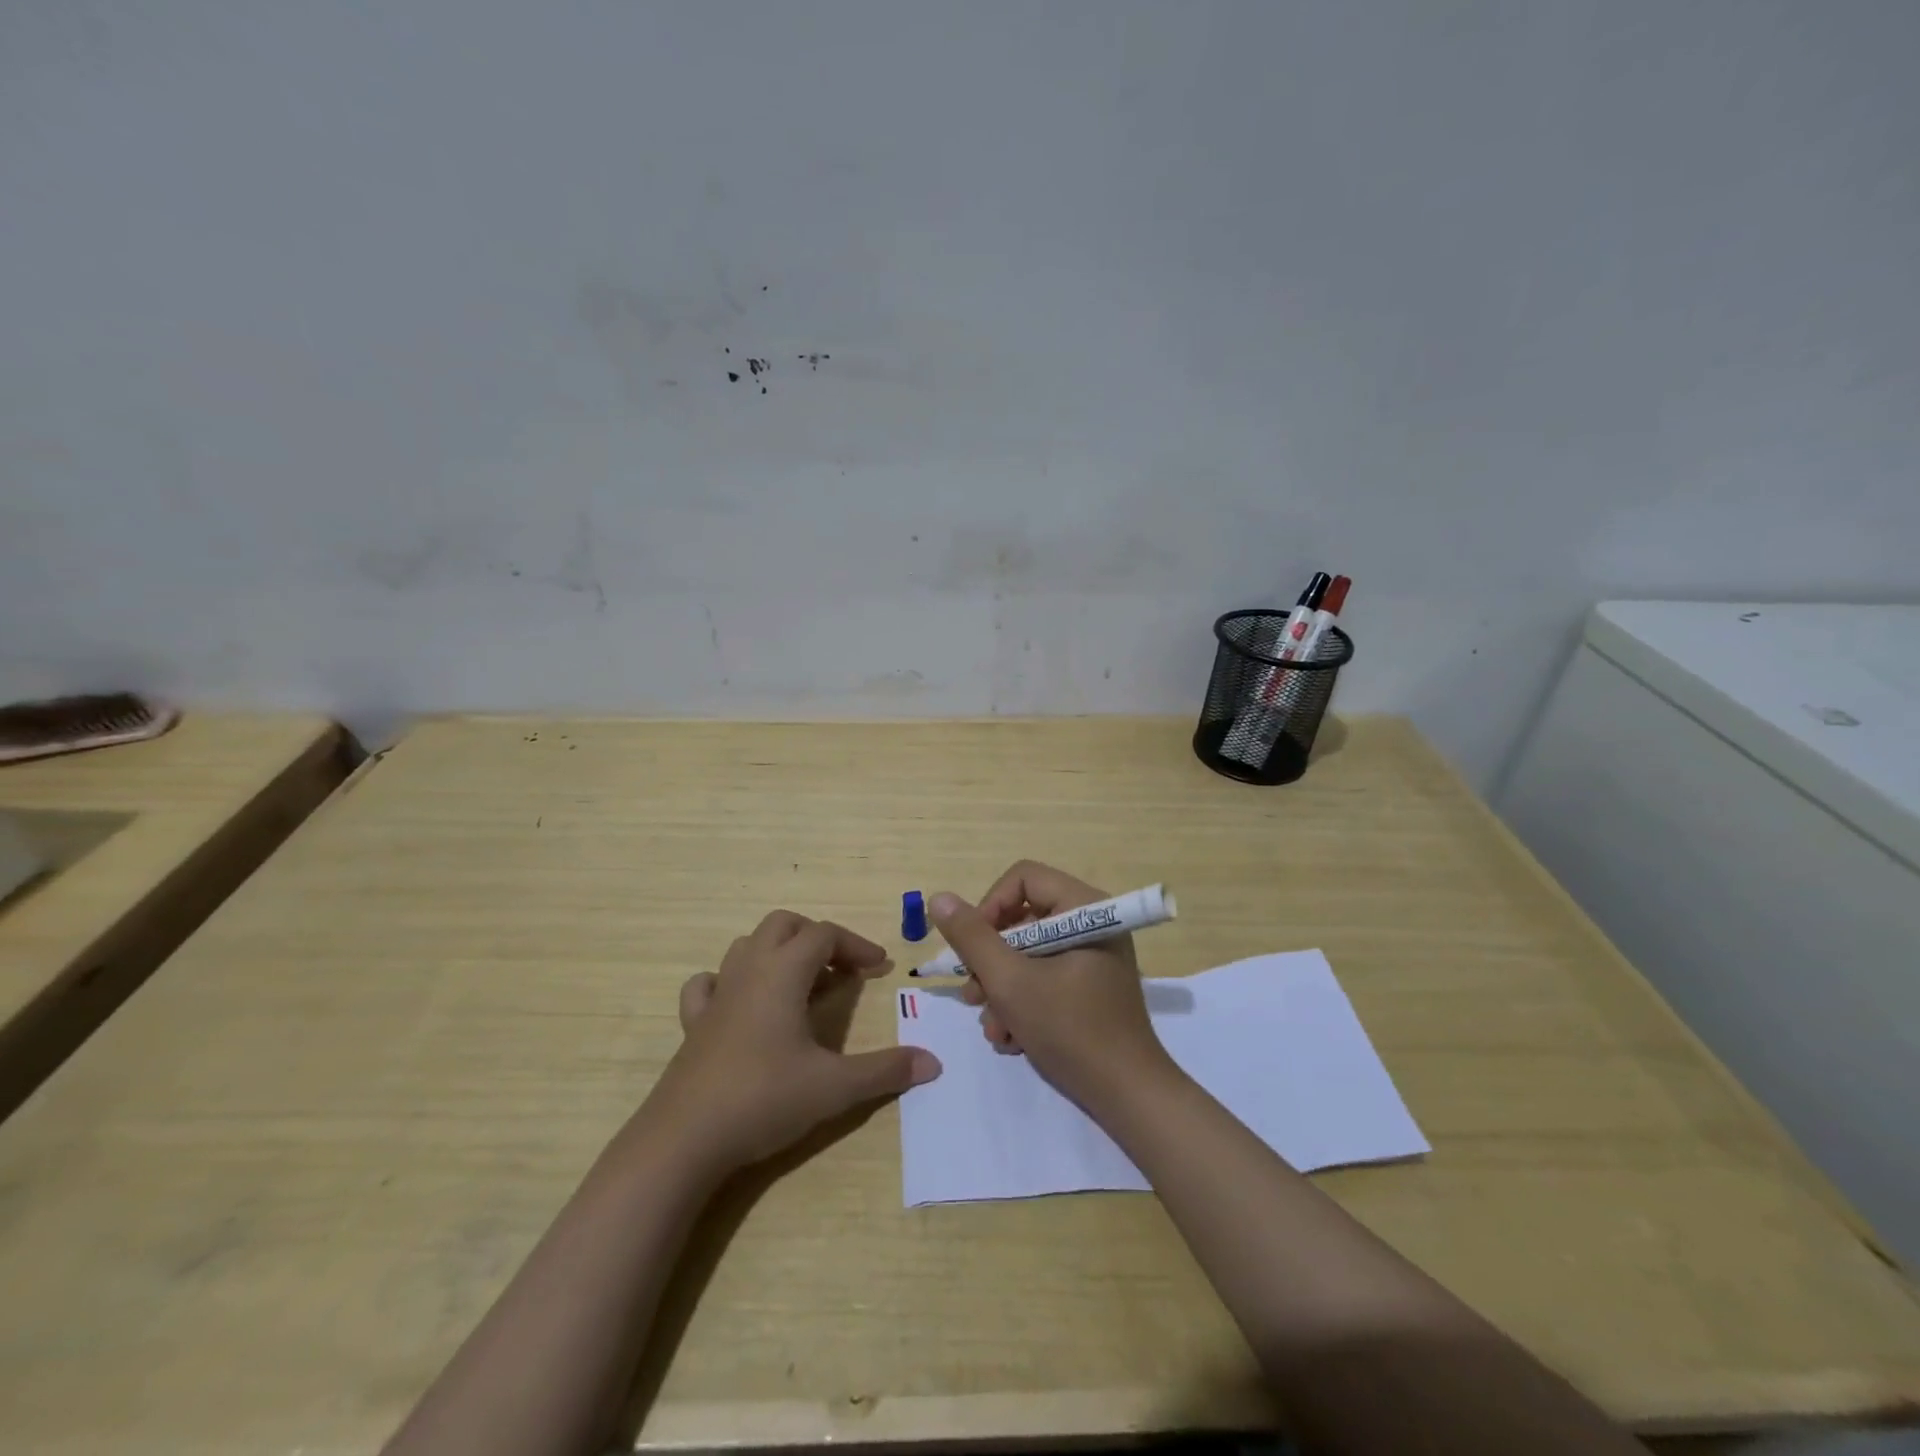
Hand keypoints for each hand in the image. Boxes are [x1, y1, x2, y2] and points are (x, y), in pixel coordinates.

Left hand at [648, 911, 941, 1173]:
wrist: (684, 1139)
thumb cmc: (764, 1099)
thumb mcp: (834, 1087)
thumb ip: (884, 1071)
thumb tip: (933, 1063)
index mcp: (783, 972)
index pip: (825, 935)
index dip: (856, 946)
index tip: (880, 969)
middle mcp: (749, 971)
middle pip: (783, 925)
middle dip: (816, 937)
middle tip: (841, 970)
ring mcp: (717, 995)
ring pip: (747, 946)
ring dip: (778, 953)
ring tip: (802, 986)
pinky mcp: (693, 1024)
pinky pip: (708, 983)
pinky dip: (729, 981)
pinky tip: (742, 1004)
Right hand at [929, 861, 1176, 1111]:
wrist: (1127, 1096)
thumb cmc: (1071, 1030)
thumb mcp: (1011, 982)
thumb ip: (972, 938)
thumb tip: (939, 898)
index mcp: (1085, 908)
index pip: (1023, 878)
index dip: (990, 906)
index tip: (972, 948)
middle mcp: (1091, 923)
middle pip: (1022, 918)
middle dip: (991, 960)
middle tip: (974, 995)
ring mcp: (1092, 956)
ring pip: (1028, 952)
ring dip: (1001, 989)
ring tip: (994, 1027)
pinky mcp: (1089, 985)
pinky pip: (1044, 976)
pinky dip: (1022, 1003)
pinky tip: (1012, 1038)